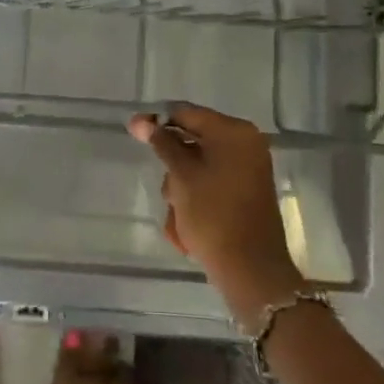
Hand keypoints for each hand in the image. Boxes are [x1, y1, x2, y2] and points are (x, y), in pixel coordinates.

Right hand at [128, 103, 301, 315]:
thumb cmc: (213, 215)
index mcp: (234, 132)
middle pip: (193, 142)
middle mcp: (246, 145)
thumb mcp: (182, 176)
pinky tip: (188, 228)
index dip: (158, 122)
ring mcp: (248, 170)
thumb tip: (141, 121)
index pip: (187, 114)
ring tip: (179, 217)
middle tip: (168, 193)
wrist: (250, 270)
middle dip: (174, 168)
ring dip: (182, 190)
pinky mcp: (245, 194)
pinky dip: (195, 201)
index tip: (133, 132)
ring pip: (198, 168)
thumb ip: (162, 144)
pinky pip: (211, 186)